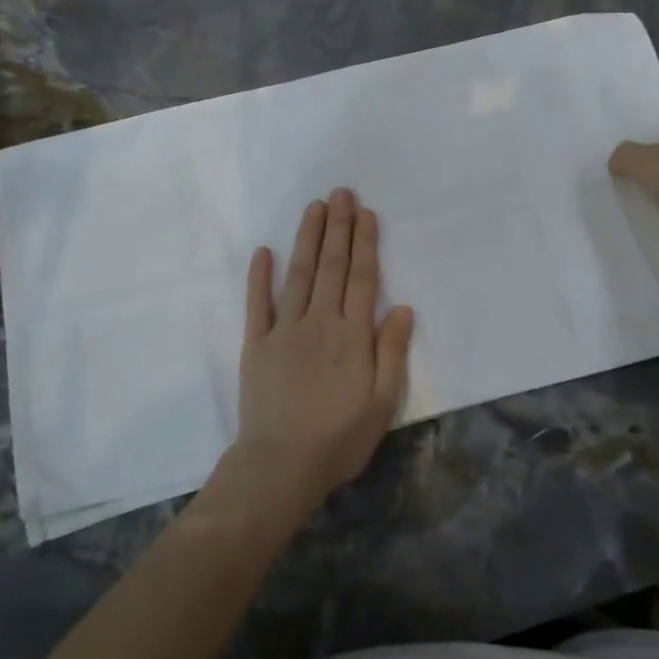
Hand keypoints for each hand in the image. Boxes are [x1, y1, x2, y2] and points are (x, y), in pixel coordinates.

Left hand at [221, 188, 414, 523]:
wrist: (279, 466)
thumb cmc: (338, 439)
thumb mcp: (381, 403)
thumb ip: (391, 352)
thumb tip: (403, 307)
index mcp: (352, 335)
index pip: (362, 278)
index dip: (365, 242)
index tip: (365, 212)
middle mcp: (319, 322)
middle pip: (332, 266)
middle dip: (337, 227)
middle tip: (340, 192)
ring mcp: (284, 330)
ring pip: (299, 274)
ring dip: (307, 239)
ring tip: (314, 208)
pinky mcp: (256, 344)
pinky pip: (257, 304)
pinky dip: (259, 276)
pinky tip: (263, 251)